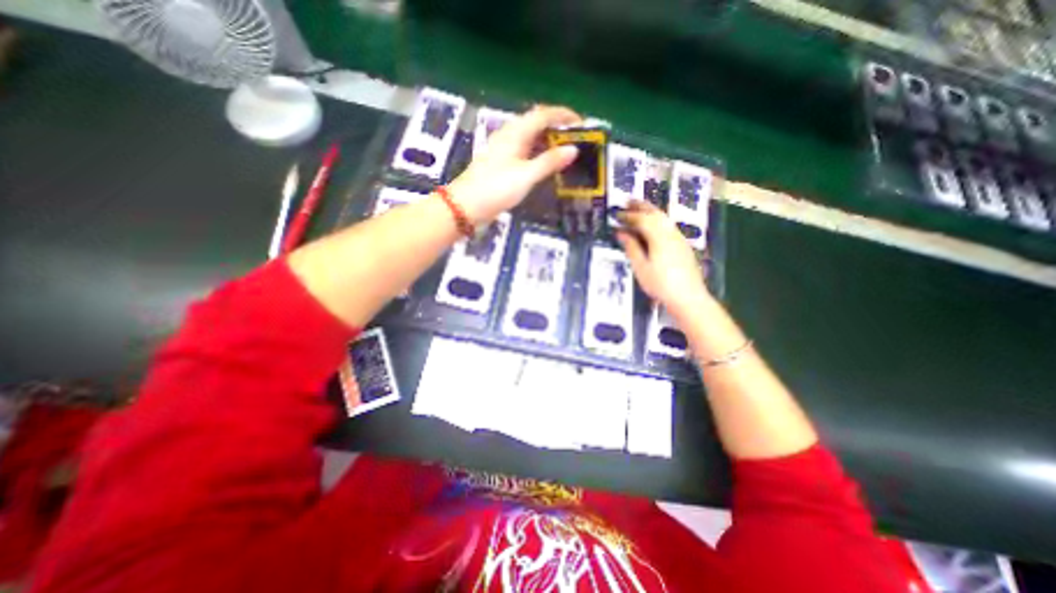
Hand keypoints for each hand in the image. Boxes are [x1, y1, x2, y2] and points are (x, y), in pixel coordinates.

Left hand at [442, 104, 580, 221]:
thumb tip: (573, 149)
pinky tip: (545, 163)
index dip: (563, 115)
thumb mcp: (526, 176)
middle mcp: (509, 136)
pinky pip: (525, 151)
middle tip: (577, 139)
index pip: (543, 114)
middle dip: (557, 128)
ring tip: (566, 151)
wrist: (466, 206)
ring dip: (548, 141)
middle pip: (536, 123)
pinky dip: (538, 153)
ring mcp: (504, 150)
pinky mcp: (501, 163)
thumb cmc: (496, 188)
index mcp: (515, 133)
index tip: (582, 124)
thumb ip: (549, 162)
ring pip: (530, 138)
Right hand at [621, 201, 707, 317]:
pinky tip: (654, 226)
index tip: (617, 214)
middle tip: (628, 201)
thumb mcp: (641, 267)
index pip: (641, 220)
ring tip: (640, 209)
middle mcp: (670, 233)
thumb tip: (621, 233)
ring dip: (651, 211)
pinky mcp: (683, 245)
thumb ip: (632, 248)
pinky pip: (669, 225)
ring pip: (664, 218)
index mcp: (658, 237)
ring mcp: (679, 238)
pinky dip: (658, 220)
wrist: (688, 297)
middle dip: (641, 206)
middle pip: (655, 214)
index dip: (628, 215)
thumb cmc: (660, 284)